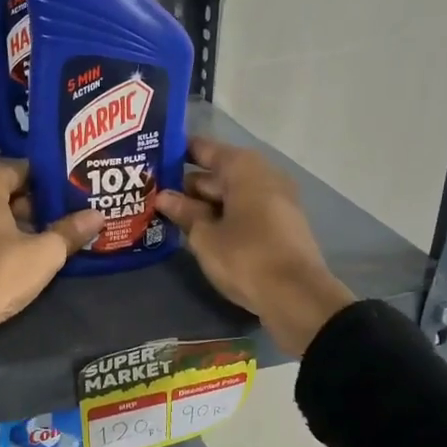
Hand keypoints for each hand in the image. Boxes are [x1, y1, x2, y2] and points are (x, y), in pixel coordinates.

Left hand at [0, 163, 101, 429]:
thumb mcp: (44, 254)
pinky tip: (16, 258)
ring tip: (47, 240)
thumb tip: (97, 215)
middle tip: (67, 220)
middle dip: (34, 206)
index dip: (51, 183)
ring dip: (14, 225)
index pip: (24, 169)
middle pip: (4, 191)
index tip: (75, 196)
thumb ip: (70, 231)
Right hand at [156, 138, 355, 355]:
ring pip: (229, 195)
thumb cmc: (246, 257)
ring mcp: (275, 201)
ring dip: (202, 205)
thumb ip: (184, 212)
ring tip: (165, 214)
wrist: (297, 297)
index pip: (203, 149)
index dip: (176, 153)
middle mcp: (262, 176)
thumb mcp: (205, 236)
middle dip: (186, 185)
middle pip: (217, 173)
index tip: (150, 159)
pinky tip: (195, 232)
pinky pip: (243, 212)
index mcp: (243, 168)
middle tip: (149, 194)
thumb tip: (163, 197)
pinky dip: (221, 218)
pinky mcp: (279, 226)